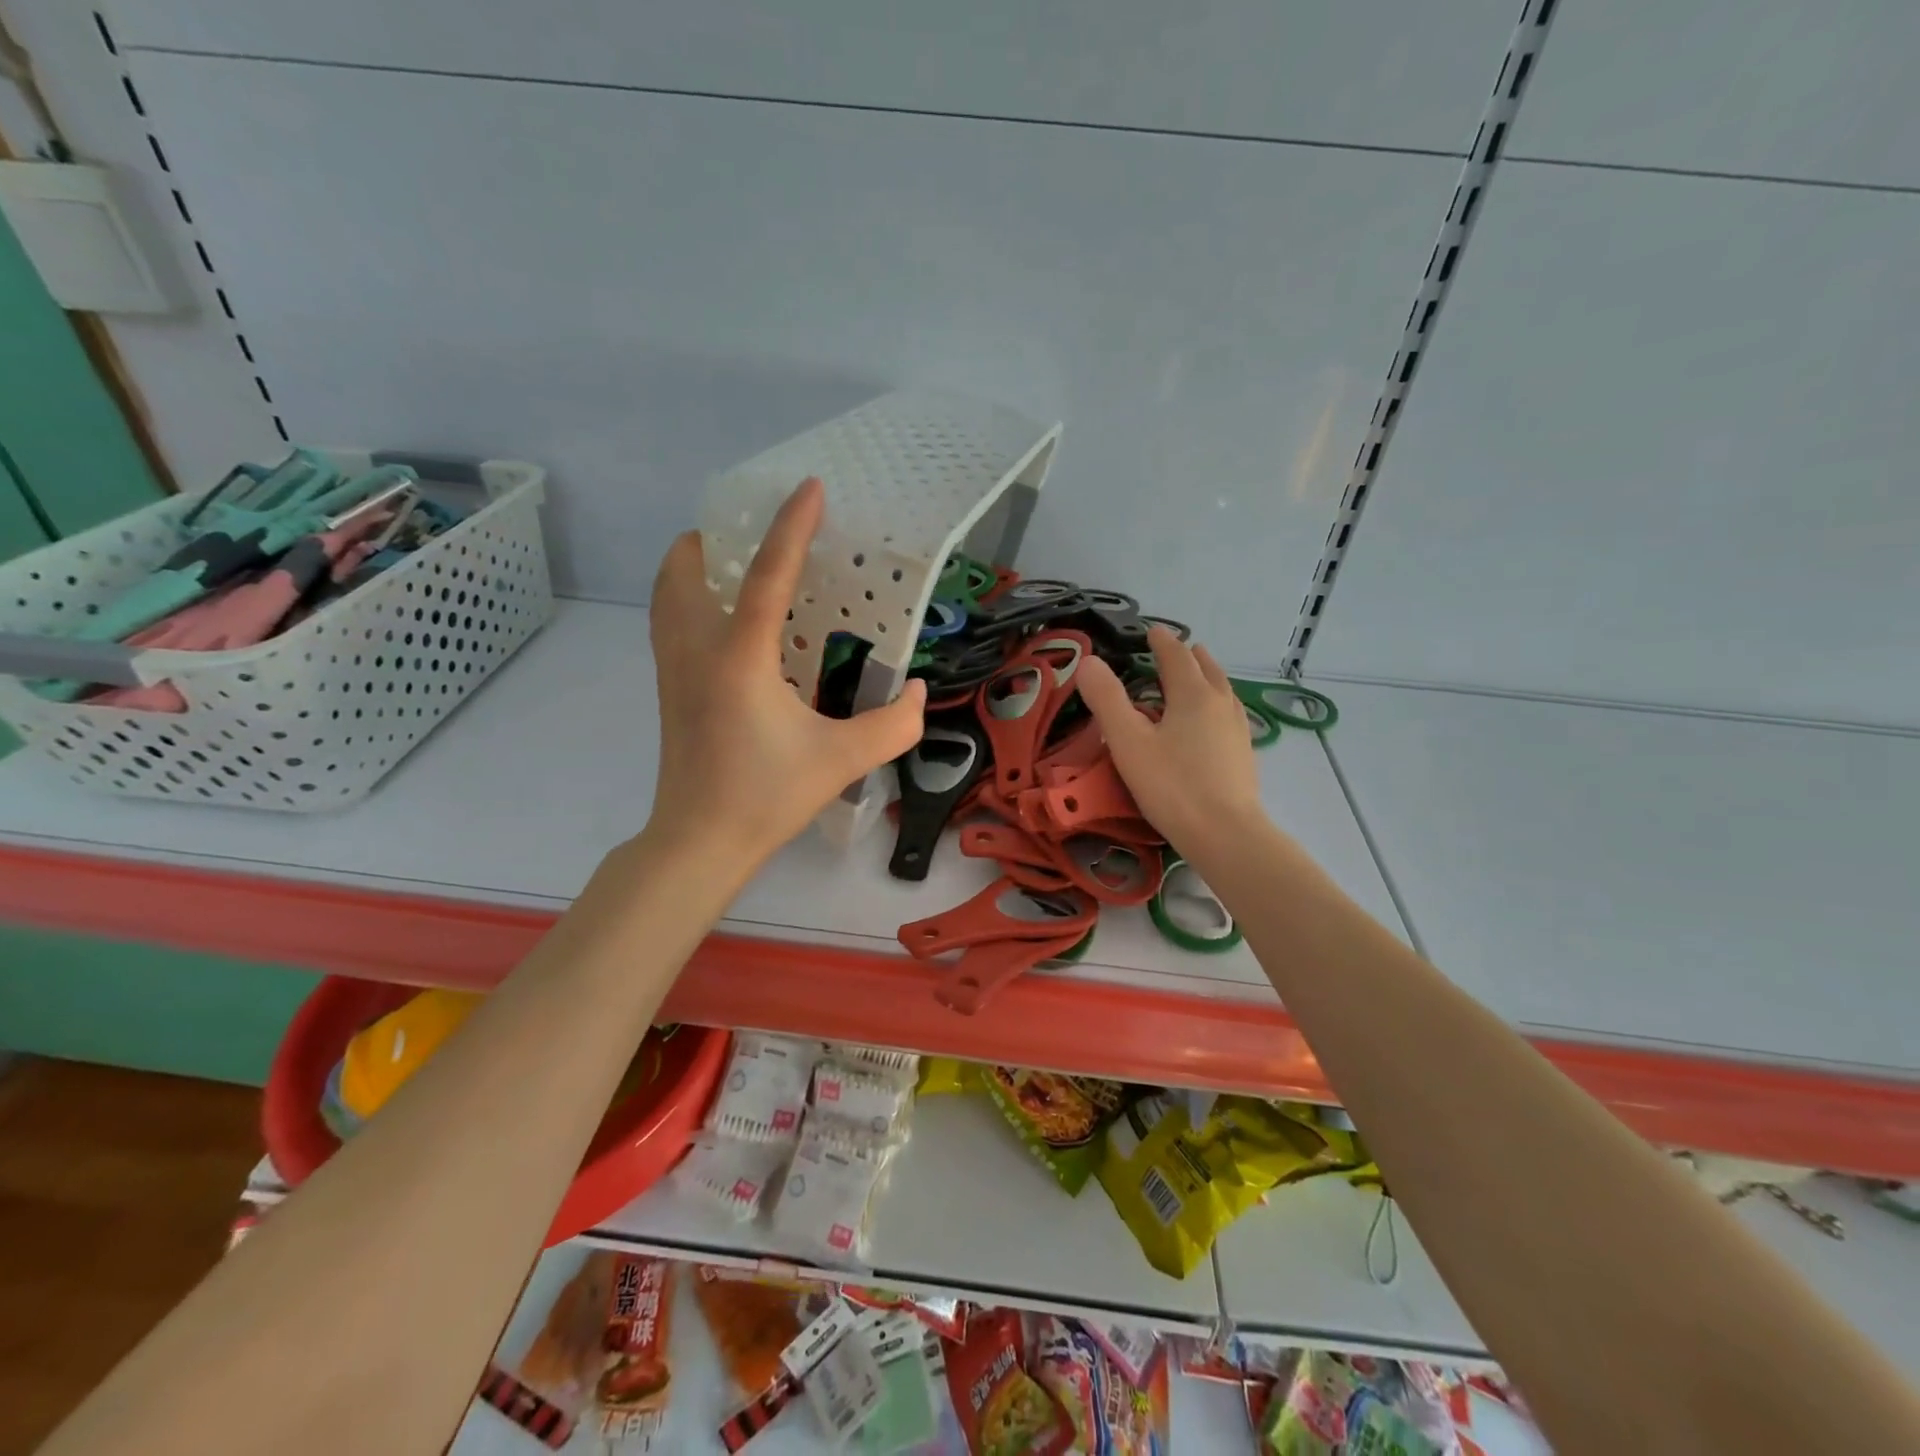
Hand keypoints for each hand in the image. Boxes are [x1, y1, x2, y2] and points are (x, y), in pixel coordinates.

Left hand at [646, 478, 926, 872]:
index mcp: (740, 658)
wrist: (699, 842)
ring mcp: (672, 669)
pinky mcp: (667, 690)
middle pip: (685, 568)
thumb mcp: (843, 760)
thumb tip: (916, 691)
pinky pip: (668, 621)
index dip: (792, 527)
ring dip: (695, 566)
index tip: (809, 487)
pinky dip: (688, 599)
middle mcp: (696, 650)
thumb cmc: (767, 797)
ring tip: (734, 566)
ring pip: (667, 593)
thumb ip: (893, 724)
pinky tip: (725, 622)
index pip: (766, 576)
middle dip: (716, 537)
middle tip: (756, 535)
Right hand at [1077, 627, 1266, 861]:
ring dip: (1209, 678)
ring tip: (1200, 677)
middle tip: (1180, 649)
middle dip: (1191, 657)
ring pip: (1223, 692)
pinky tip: (1213, 724)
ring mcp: (1237, 731)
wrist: (1225, 835)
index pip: (1177, 657)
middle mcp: (1220, 704)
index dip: (1162, 642)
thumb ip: (1107, 699)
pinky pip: (1229, 716)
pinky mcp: (1244, 757)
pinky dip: (1217, 705)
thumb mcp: (1128, 741)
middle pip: (1207, 670)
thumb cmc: (1172, 785)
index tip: (1152, 631)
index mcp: (1193, 695)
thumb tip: (1088, 661)